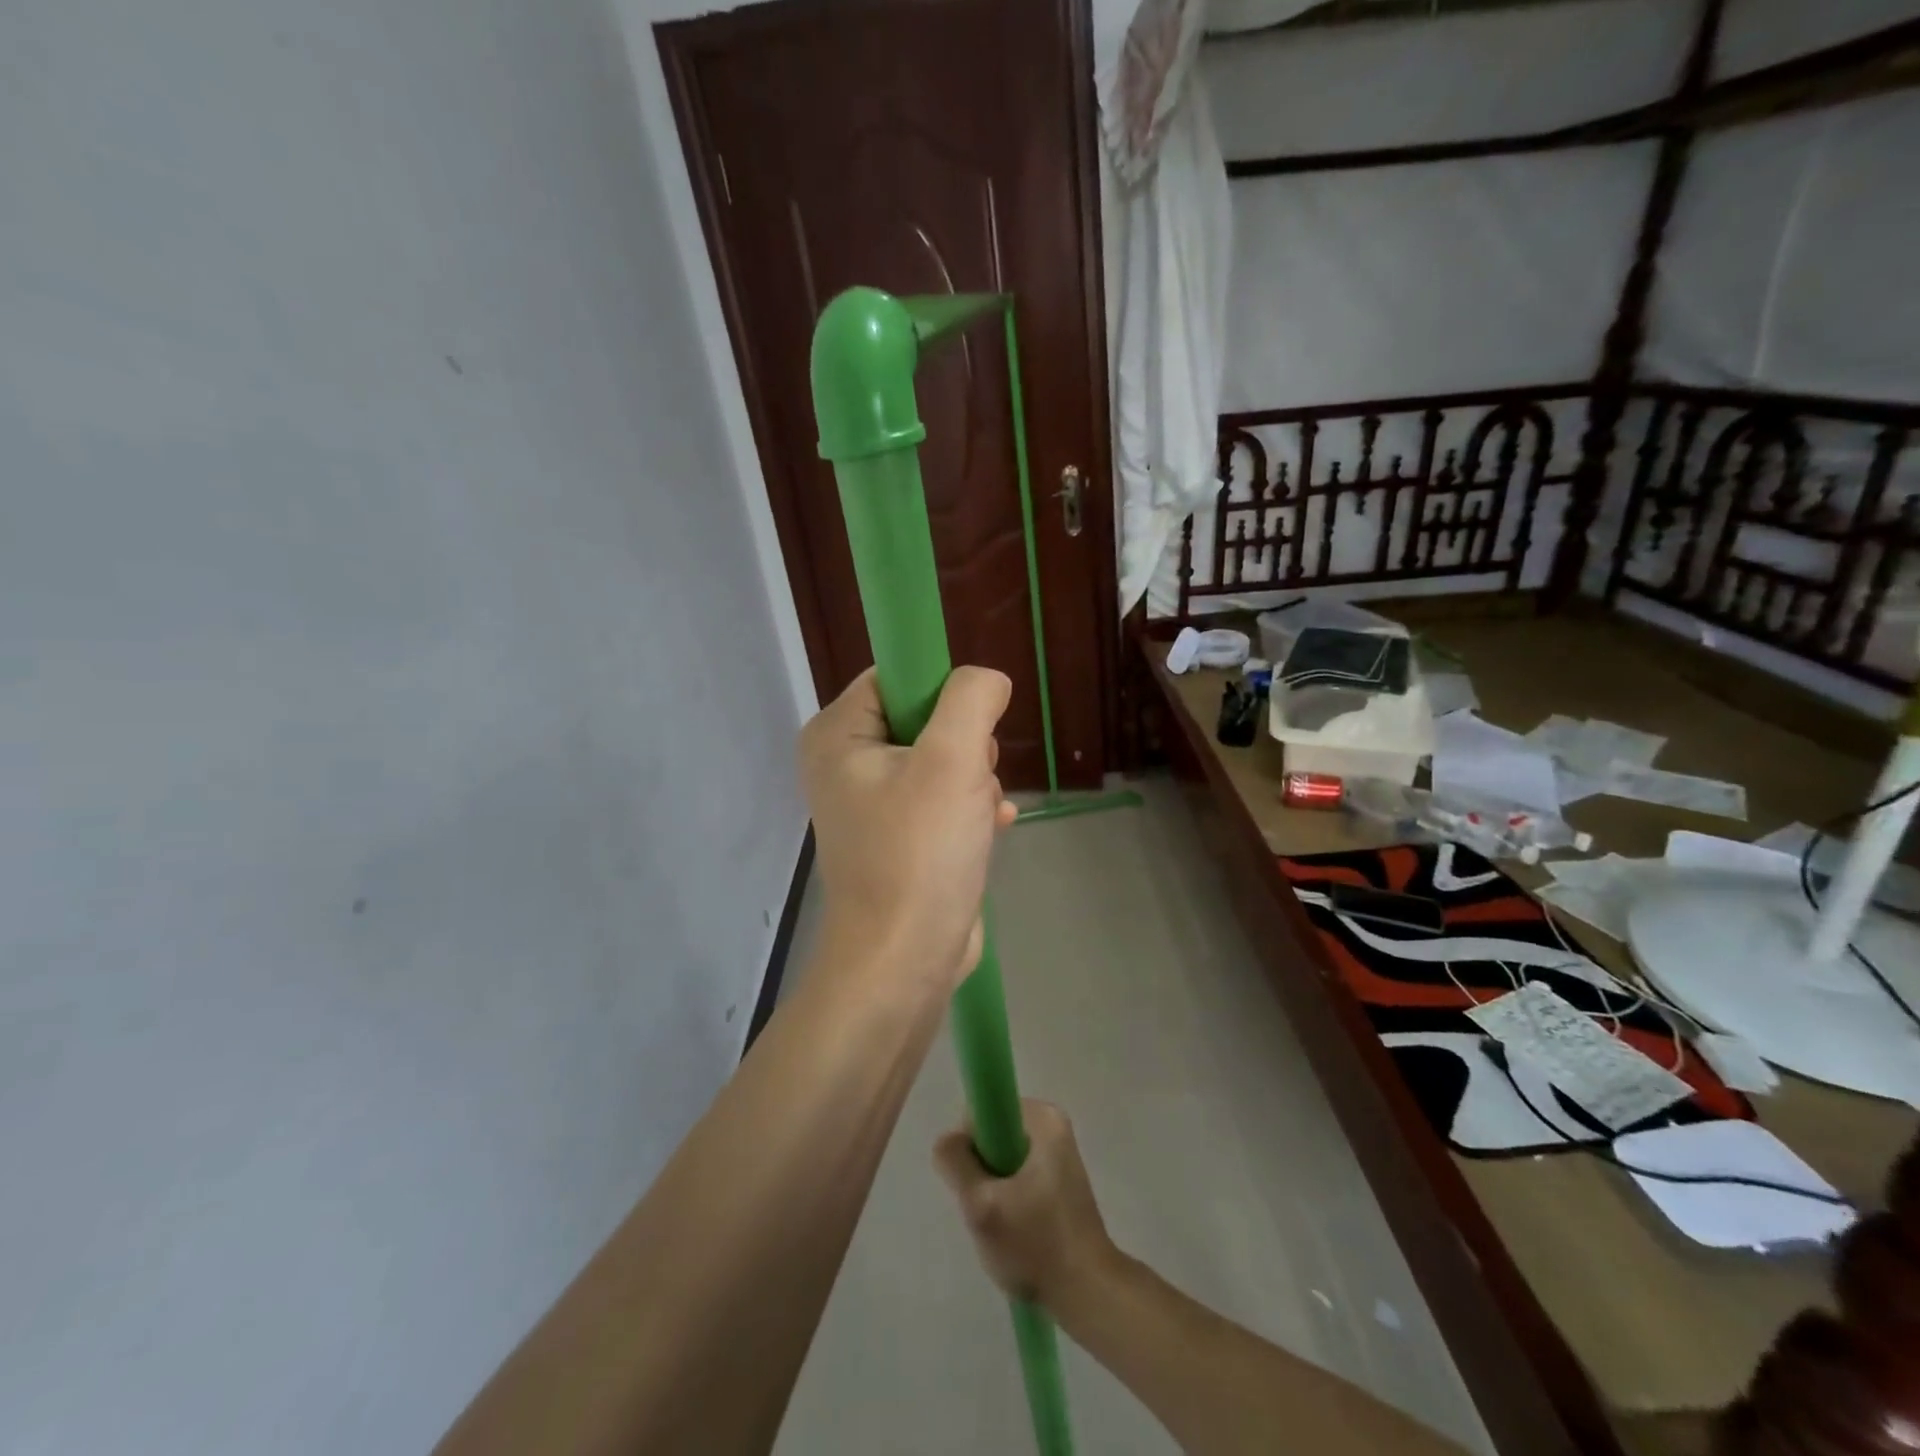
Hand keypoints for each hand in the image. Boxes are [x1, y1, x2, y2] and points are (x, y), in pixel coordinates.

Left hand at [799, 667, 1017, 989]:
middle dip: (965, 750)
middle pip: (926, 718)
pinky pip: (945, 798)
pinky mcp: (899, 835)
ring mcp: (872, 802)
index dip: (942, 694)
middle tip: (968, 785)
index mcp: (837, 735)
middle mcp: (846, 763)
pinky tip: (991, 829)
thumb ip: (971, 699)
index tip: (967, 734)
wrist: (904, 962)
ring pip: (944, 760)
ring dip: (974, 784)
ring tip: (976, 818)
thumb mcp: (952, 761)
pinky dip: (972, 810)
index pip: (897, 677)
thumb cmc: (919, 855)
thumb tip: (987, 680)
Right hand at [934, 1100, 1117, 1306]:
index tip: (973, 1183)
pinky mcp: (1059, 1180)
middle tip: (988, 1208)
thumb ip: (955, 1163)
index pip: (983, 1112)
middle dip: (981, 1171)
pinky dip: (1008, 1198)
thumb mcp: (982, 1205)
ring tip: (1002, 1223)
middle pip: (992, 1135)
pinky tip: (1014, 1230)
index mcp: (1043, 1118)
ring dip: (992, 1188)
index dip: (968, 1146)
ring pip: (1001, 1158)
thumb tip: (947, 1141)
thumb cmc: (1036, 1245)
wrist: (1088, 1294)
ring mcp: (1058, 1153)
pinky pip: (1017, 1175)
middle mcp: (1053, 1125)